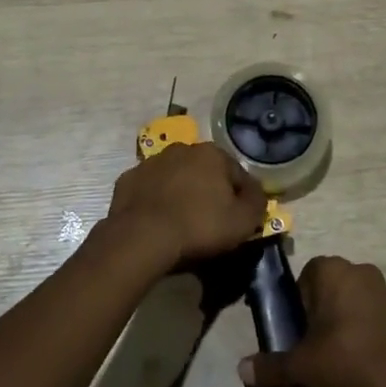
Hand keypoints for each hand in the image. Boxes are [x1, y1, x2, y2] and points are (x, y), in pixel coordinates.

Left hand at [100, 142, 267, 274]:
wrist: (142, 237)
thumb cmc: (199, 226)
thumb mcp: (243, 221)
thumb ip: (257, 202)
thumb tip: (257, 193)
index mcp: (212, 153)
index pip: (237, 173)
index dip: (242, 197)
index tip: (240, 218)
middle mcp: (182, 149)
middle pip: (205, 171)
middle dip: (210, 190)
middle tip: (211, 219)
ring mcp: (151, 162)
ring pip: (175, 177)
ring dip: (181, 192)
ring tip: (182, 221)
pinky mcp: (128, 180)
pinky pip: (149, 189)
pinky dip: (155, 200)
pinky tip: (158, 221)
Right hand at [238, 256, 385, 386]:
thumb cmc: (344, 357)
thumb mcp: (301, 365)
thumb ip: (270, 366)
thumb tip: (241, 371)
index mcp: (330, 269)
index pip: (303, 279)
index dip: (297, 306)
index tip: (297, 333)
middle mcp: (357, 268)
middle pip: (327, 288)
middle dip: (319, 312)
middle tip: (313, 345)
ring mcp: (382, 286)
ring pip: (350, 299)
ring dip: (341, 319)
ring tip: (336, 354)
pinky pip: (371, 312)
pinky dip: (362, 327)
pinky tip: (359, 355)